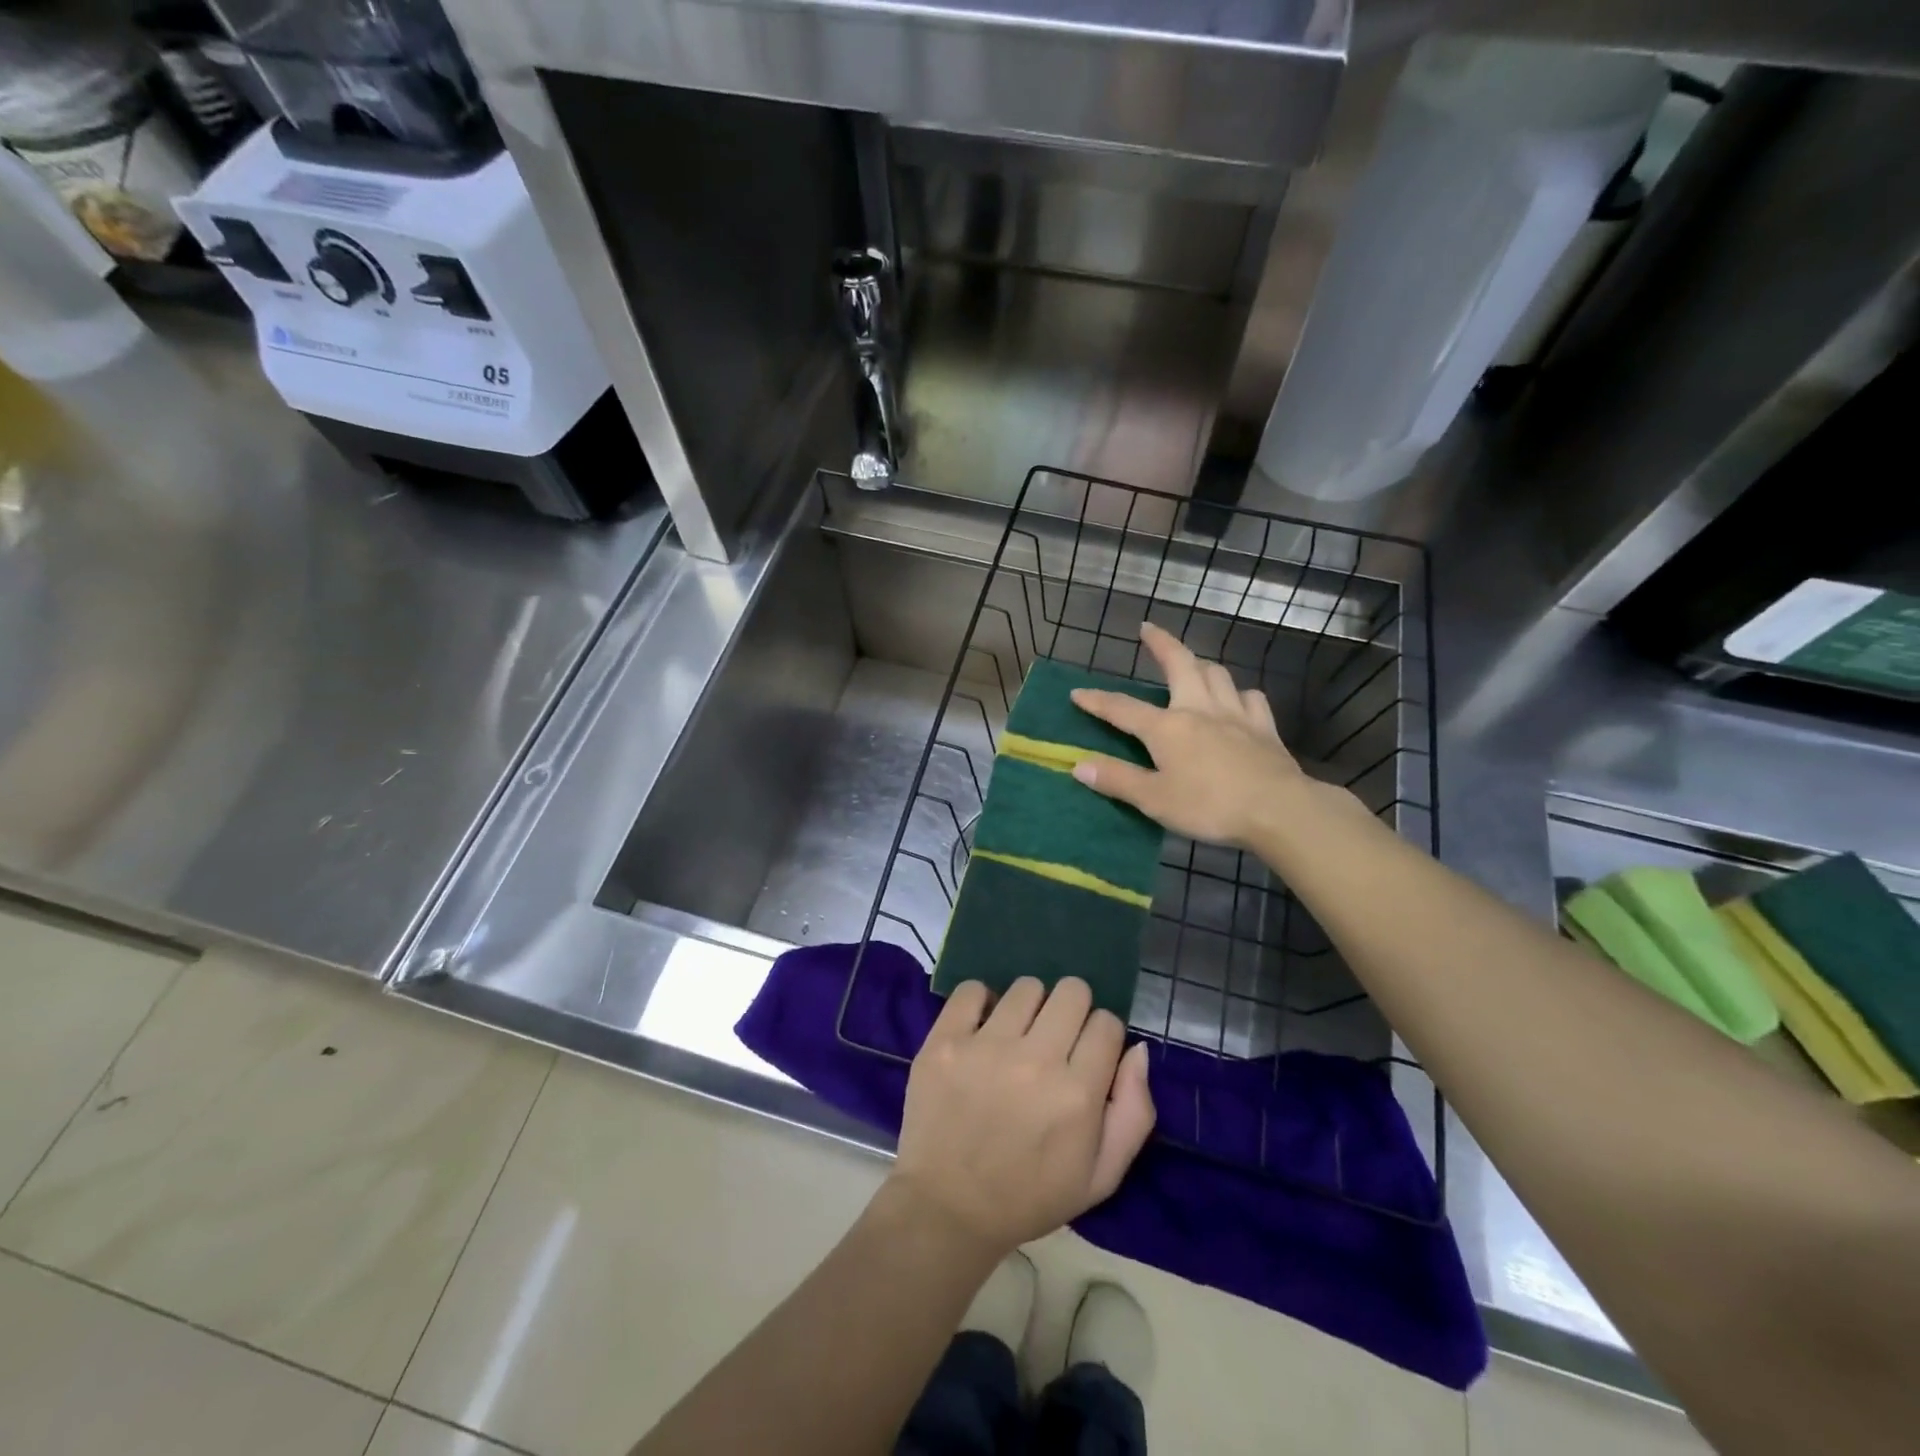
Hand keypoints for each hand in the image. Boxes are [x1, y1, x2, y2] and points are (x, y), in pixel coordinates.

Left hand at [888, 977, 1153, 1257]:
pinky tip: (981, 1029)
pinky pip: (971, 990)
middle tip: (1054, 1038)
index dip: (1101, 1036)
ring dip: (1029, 1007)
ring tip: (1016, 1036)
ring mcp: (985, 1047)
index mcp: (1078, 1094)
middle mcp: (1035, 1061)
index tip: (1086, 1055)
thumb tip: (1137, 1049)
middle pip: (1072, 992)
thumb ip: (1134, 1111)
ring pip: (1027, 987)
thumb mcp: (1101, 1176)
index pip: (1107, 1023)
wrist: (948, 1209)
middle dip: (1071, 1010)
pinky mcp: (944, 1041)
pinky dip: (980, 1002)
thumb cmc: (1030, 1196)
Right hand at [1069, 622, 1312, 847]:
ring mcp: (1235, 714)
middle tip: (1148, 629)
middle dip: (1161, 644)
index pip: (1123, 709)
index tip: (1077, 693)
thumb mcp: (1154, 799)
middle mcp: (1199, 709)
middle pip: (1179, 664)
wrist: (1278, 809)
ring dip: (1200, 664)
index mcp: (1167, 728)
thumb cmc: (1210, 806)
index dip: (1098, 701)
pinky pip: (1251, 698)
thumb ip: (1117, 780)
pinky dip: (1239, 693)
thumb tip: (1078, 764)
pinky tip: (1237, 700)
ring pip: (1217, 674)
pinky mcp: (1264, 727)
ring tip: (1192, 665)